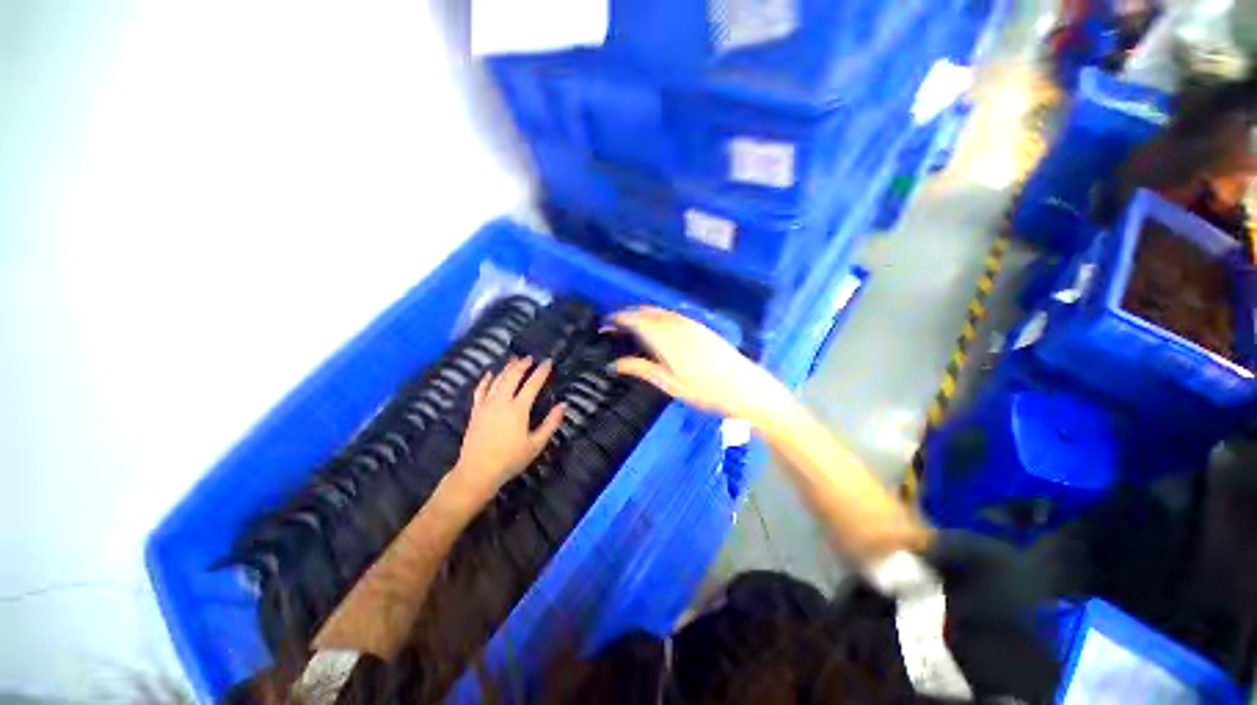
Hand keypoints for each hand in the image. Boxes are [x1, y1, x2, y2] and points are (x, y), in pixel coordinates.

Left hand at [450, 357, 564, 502]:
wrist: (477, 471)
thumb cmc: (510, 459)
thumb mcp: (536, 444)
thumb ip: (551, 423)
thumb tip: (563, 405)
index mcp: (518, 409)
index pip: (532, 384)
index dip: (541, 371)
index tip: (548, 362)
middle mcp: (501, 402)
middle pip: (512, 376)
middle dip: (523, 365)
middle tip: (530, 358)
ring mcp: (486, 405)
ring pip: (497, 380)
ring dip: (507, 368)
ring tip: (514, 360)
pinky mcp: (475, 411)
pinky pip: (480, 390)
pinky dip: (486, 380)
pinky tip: (490, 373)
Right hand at [610, 307, 789, 423]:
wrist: (744, 387)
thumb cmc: (704, 391)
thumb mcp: (669, 384)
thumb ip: (641, 369)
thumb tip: (615, 364)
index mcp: (665, 338)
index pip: (635, 320)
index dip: (618, 319)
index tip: (606, 324)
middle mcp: (676, 325)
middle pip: (646, 312)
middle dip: (628, 315)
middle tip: (615, 326)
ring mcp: (690, 324)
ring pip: (660, 312)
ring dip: (643, 314)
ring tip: (632, 326)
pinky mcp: (700, 327)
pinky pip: (672, 315)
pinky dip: (658, 316)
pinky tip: (657, 328)